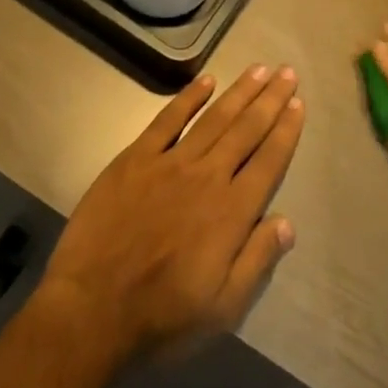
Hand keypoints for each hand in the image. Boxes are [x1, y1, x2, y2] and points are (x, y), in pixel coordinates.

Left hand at [41, 65, 303, 362]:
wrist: (90, 312)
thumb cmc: (162, 317)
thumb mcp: (222, 308)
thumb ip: (257, 261)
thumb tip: (288, 222)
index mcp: (232, 213)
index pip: (268, 161)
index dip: (286, 131)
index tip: (298, 104)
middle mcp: (208, 177)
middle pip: (246, 130)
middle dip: (270, 99)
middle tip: (288, 72)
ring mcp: (170, 164)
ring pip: (214, 118)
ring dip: (240, 92)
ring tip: (260, 69)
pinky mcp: (135, 160)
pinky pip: (167, 120)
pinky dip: (189, 98)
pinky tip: (207, 81)